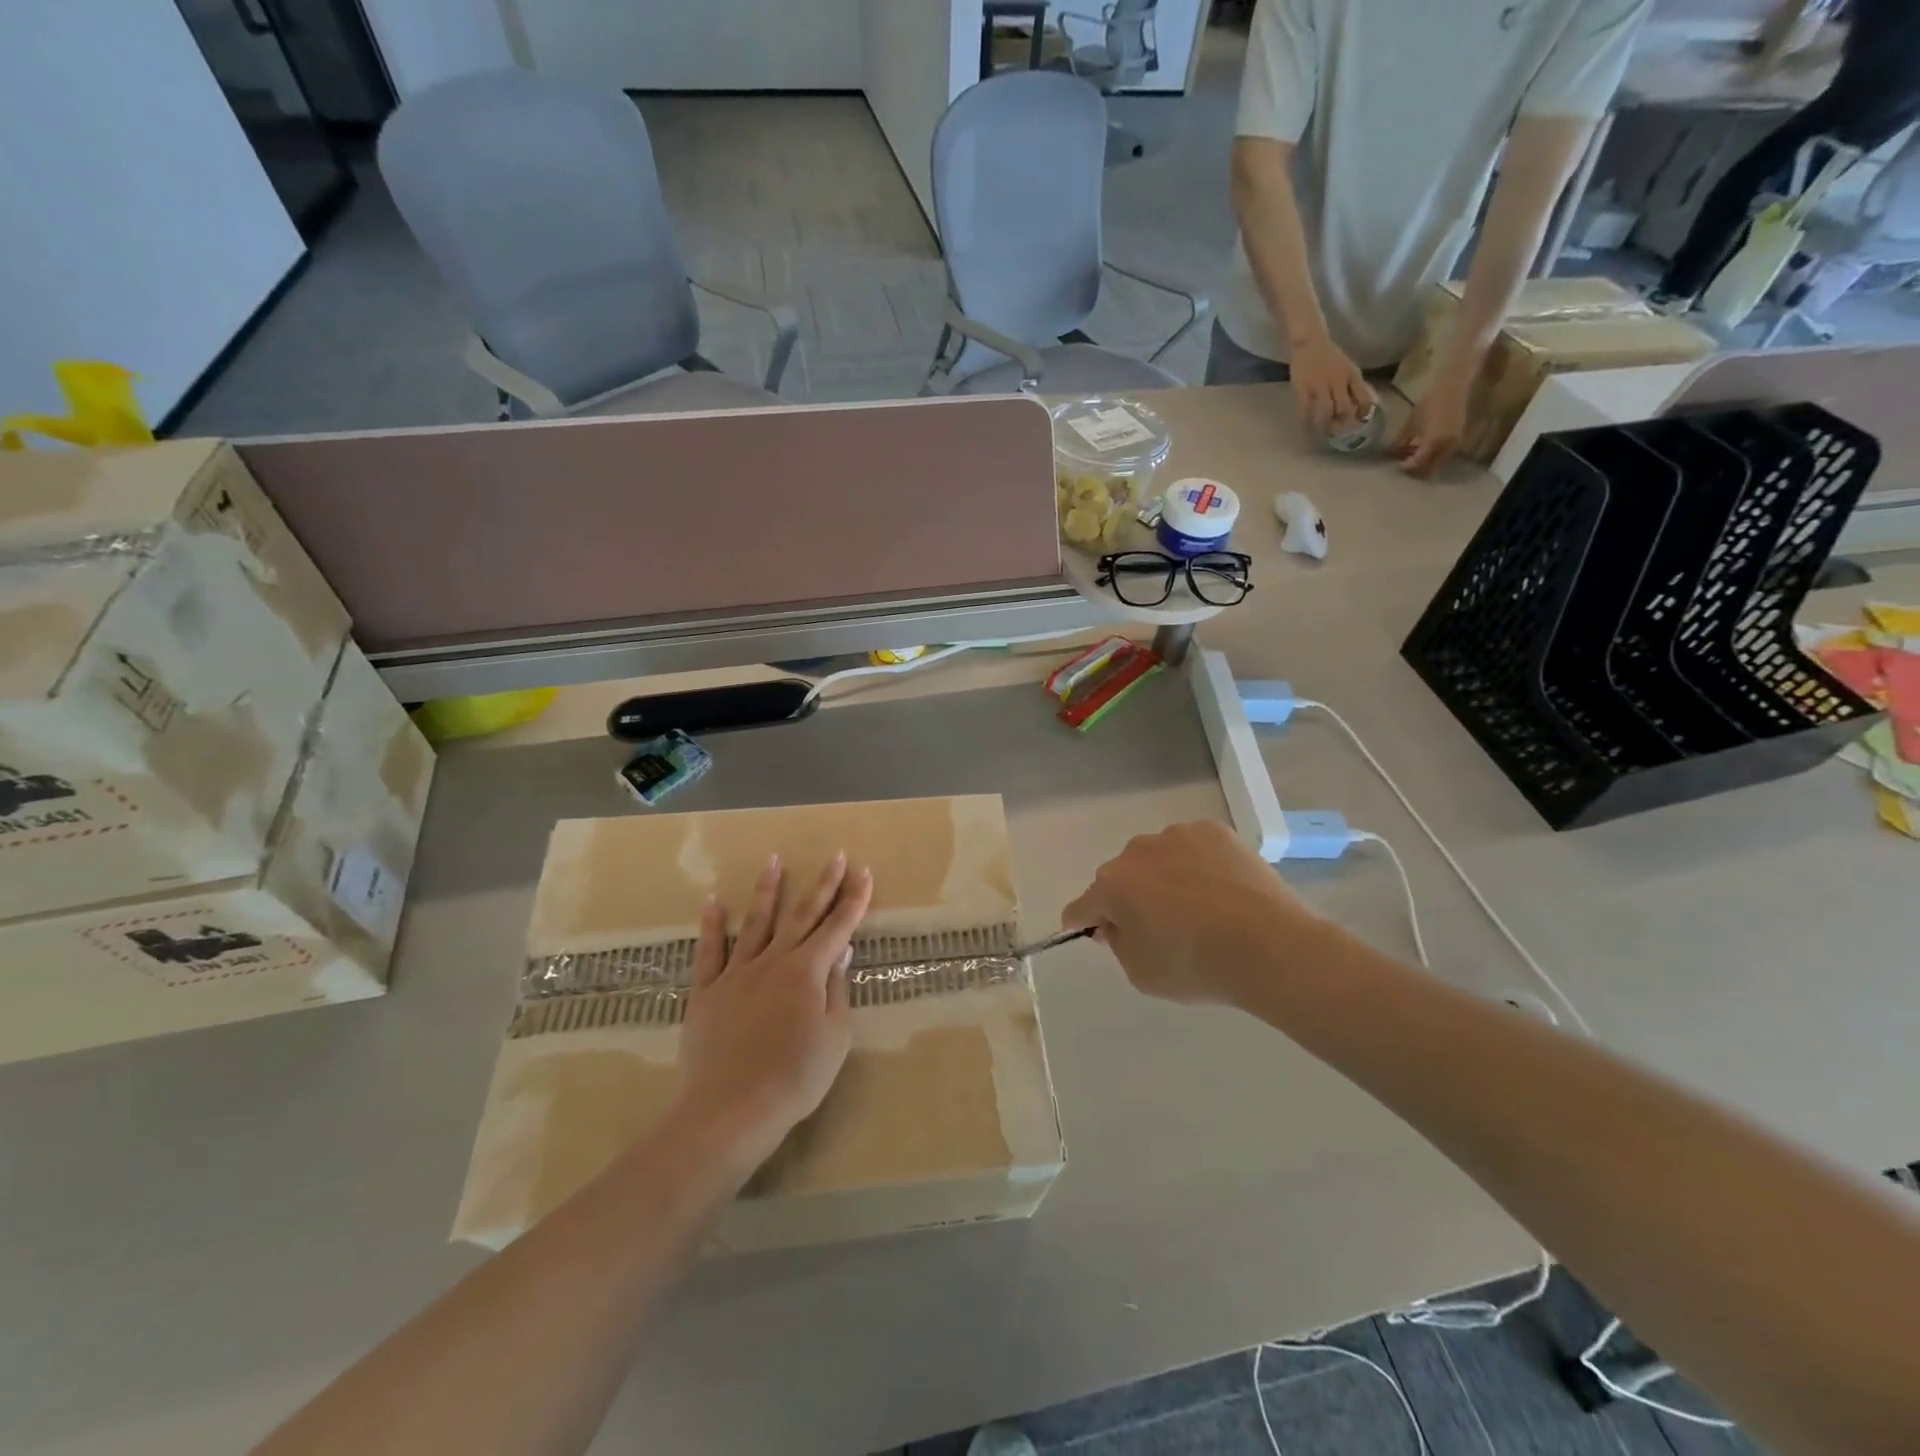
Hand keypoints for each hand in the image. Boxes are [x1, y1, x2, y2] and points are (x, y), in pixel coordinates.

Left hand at [672, 854, 872, 1171]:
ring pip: (755, 923)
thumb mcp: (835, 1037)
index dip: (854, 900)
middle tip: (835, 856)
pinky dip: (712, 926)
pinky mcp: (707, 991)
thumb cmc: (795, 1078)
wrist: (731, 1109)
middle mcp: (774, 961)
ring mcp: (737, 973)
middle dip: (822, 885)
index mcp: (808, 971)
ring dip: (767, 891)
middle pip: (802, 916)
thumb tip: (840, 952)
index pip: (838, 927)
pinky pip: (710, 952)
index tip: (864, 872)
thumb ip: (837, 990)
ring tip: (773, 861)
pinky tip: (713, 903)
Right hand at [1060, 821, 1327, 1008]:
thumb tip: (1117, 923)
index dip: (1087, 924)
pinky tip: (1222, 891)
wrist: (1271, 946)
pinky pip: (1192, 849)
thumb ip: (1117, 944)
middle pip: (1121, 878)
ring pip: (1157, 859)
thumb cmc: (1197, 966)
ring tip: (1200, 908)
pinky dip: (1198, 865)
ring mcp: (1176, 835)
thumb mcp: (1141, 974)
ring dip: (1164, 878)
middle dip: (1131, 899)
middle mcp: (1136, 851)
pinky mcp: (1213, 831)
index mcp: (1111, 886)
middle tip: (1162, 929)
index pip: (1082, 907)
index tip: (1103, 936)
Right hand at [1289, 335, 1377, 435]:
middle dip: (1342, 423)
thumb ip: (1353, 384)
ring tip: (1323, 431)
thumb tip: (1361, 405)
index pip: (1363, 397)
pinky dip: (1306, 420)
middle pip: (1344, 408)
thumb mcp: (1347, 367)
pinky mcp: (1302, 388)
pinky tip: (1306, 425)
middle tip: (1338, 431)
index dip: (1362, 413)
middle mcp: (1338, 381)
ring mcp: (1319, 385)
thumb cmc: (1330, 356)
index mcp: (1352, 375)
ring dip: (1325, 425)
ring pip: (1326, 411)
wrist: (1310, 342)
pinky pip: (1305, 409)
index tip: (1359, 422)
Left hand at [1395, 361, 1471, 476]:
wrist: (1454, 385)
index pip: (1418, 464)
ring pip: (1438, 463)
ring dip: (1425, 463)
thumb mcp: (1411, 422)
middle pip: (1429, 468)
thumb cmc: (1430, 401)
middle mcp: (1447, 446)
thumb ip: (1402, 441)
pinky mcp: (1458, 438)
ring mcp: (1455, 443)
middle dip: (1415, 469)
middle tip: (1403, 463)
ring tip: (1411, 455)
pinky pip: (1444, 455)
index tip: (1395, 464)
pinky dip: (1433, 456)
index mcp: (1434, 442)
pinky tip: (1422, 448)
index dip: (1405, 467)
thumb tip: (1392, 454)